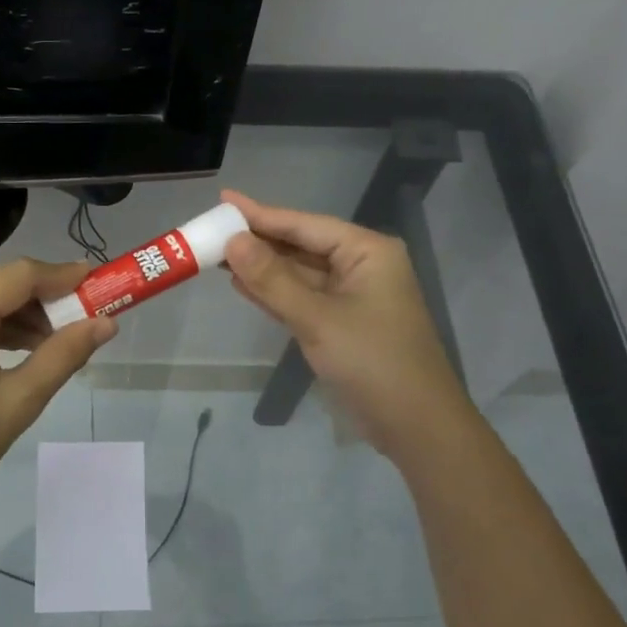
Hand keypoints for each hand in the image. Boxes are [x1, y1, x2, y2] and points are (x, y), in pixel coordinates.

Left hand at [0, 258, 115, 524]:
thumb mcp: (17, 403)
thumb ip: (63, 356)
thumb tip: (105, 324)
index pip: (19, 276)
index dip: (62, 276)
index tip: (98, 283)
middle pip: (0, 287)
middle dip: (44, 302)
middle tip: (82, 325)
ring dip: (20, 317)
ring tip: (54, 347)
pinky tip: (18, 352)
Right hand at [222, 190, 464, 458]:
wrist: (415, 426)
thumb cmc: (373, 363)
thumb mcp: (318, 319)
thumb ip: (273, 280)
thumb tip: (233, 241)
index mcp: (367, 252)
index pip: (304, 225)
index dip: (261, 214)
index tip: (223, 200)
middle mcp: (361, 266)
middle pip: (300, 245)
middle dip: (258, 241)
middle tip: (211, 230)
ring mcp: (351, 297)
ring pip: (298, 274)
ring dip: (261, 267)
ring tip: (216, 253)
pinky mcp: (341, 324)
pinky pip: (301, 298)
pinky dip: (272, 293)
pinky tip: (240, 284)